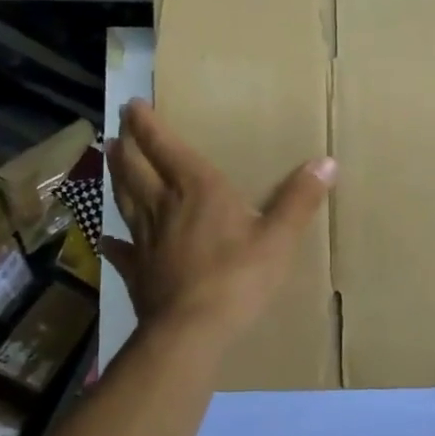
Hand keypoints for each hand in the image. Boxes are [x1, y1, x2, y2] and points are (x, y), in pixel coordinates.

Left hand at [101, 100, 334, 345]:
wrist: (192, 330)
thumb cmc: (238, 278)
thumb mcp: (279, 238)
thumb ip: (299, 200)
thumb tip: (327, 162)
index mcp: (197, 189)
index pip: (165, 147)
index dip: (147, 124)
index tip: (133, 104)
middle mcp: (164, 206)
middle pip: (136, 169)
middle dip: (128, 146)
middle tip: (118, 129)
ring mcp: (145, 239)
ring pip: (125, 200)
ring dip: (117, 178)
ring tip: (110, 159)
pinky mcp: (138, 271)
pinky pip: (121, 251)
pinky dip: (114, 242)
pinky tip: (107, 240)